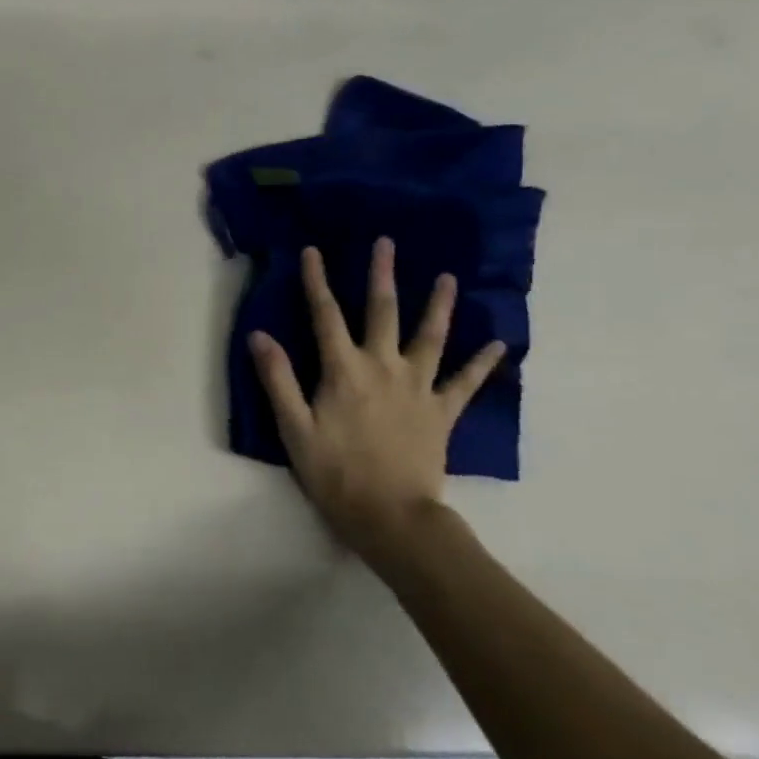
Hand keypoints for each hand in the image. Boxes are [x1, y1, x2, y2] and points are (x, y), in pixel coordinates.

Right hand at [249, 239, 503, 564]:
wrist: (391, 516)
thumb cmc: (334, 473)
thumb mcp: (294, 428)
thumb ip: (277, 379)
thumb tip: (259, 335)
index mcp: (343, 371)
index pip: (325, 315)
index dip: (316, 281)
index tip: (312, 250)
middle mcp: (383, 368)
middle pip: (382, 313)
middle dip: (381, 275)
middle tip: (386, 242)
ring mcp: (418, 388)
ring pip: (430, 337)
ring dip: (438, 305)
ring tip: (447, 278)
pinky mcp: (442, 412)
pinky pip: (466, 382)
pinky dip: (483, 362)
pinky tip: (499, 343)